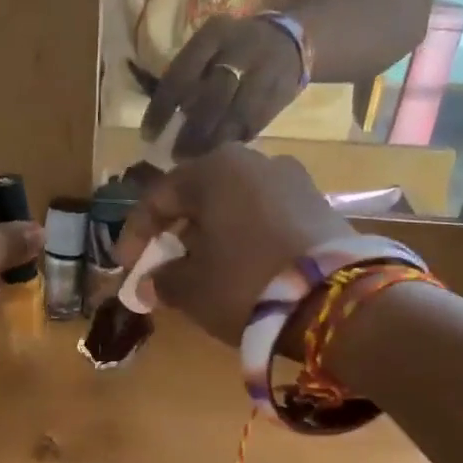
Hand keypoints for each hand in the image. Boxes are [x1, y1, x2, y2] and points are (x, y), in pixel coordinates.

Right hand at [113, 144, 349, 348]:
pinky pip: (264, 218)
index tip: (126, 267)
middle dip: (176, 234)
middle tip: (163, 267)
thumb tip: (152, 282)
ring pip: (233, 207)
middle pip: (199, 198)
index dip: (135, 234)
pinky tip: (239, 269)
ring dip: (211, 237)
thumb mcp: (191, 288)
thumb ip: (163, 280)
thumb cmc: (245, 283)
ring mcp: (292, 180)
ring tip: (202, 272)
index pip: (159, 197)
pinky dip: (244, 240)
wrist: (336, 300)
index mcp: (215, 169)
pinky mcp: (319, 206)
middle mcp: (255, 161)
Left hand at [142, 15, 305, 157]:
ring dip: (214, 142)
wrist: (288, 38)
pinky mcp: (281, 92)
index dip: (161, 109)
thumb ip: (186, 76)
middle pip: (210, 98)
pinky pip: (255, 123)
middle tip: (176, 156)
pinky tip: (223, 153)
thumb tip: (161, 122)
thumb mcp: (208, 47)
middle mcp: (240, 49)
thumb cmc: (233, 48)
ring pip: (235, 115)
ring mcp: (264, 70)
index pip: (180, 76)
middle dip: (190, 132)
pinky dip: (236, 140)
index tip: (149, 135)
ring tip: (198, 161)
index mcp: (213, 35)